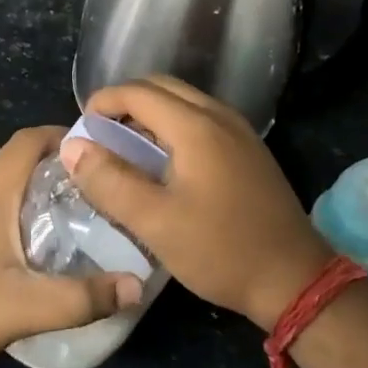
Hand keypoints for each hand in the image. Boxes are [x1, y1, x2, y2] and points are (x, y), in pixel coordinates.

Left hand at [0, 126, 143, 367]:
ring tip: (73, 225)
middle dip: (59, 172)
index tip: (101, 154)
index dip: (65, 136)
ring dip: (35, 196)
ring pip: (1, 187)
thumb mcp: (24, 308)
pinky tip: (27, 252)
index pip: (30, 139)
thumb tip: (136, 286)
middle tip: (99, 198)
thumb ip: (83, 297)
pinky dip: (12, 215)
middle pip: (19, 162)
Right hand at [62, 76, 330, 329]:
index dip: (104, 102)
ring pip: (184, 101)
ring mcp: (240, 131)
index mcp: (196, 127)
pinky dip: (173, 125)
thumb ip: (109, 181)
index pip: (139, 92)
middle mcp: (220, 116)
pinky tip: (163, 161)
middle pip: (162, 87)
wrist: (294, 280)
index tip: (82, 127)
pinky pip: (201, 119)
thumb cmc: (220, 250)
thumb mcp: (154, 222)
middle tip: (100, 134)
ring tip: (125, 146)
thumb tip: (73, 147)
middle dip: (125, 102)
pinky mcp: (250, 150)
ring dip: (150, 113)